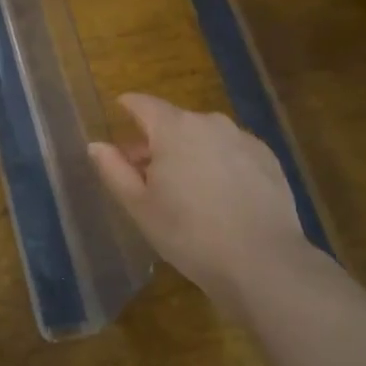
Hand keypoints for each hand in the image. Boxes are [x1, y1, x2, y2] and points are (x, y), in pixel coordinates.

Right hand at [88, 93, 323, 310]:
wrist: (262, 262)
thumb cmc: (188, 233)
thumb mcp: (139, 206)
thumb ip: (114, 170)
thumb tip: (96, 145)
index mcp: (174, 128)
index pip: (142, 104)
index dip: (127, 106)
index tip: (119, 112)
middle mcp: (210, 122)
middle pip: (174, 122)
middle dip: (156, 140)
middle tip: (146, 173)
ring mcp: (243, 139)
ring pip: (205, 137)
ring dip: (189, 152)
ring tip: (185, 187)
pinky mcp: (268, 159)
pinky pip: (232, 152)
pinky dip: (219, 163)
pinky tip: (220, 196)